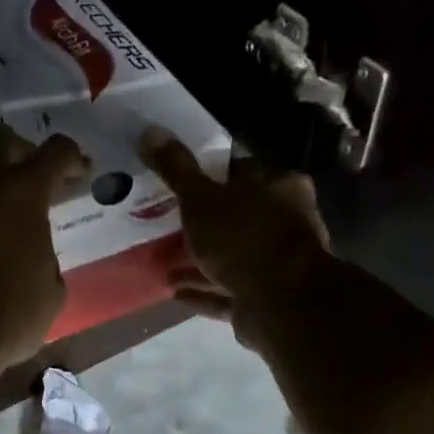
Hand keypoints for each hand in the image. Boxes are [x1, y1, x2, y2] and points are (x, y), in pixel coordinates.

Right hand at [140, 126, 333, 351]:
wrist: (280, 302)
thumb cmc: (242, 238)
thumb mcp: (200, 198)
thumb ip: (176, 169)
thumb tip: (149, 131)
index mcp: (278, 187)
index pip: (241, 172)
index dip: (209, 176)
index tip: (180, 184)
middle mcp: (284, 222)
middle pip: (236, 217)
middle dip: (202, 223)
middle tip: (166, 223)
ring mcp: (277, 264)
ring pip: (231, 257)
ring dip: (199, 261)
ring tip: (163, 261)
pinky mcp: (266, 299)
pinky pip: (227, 292)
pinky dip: (203, 290)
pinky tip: (173, 291)